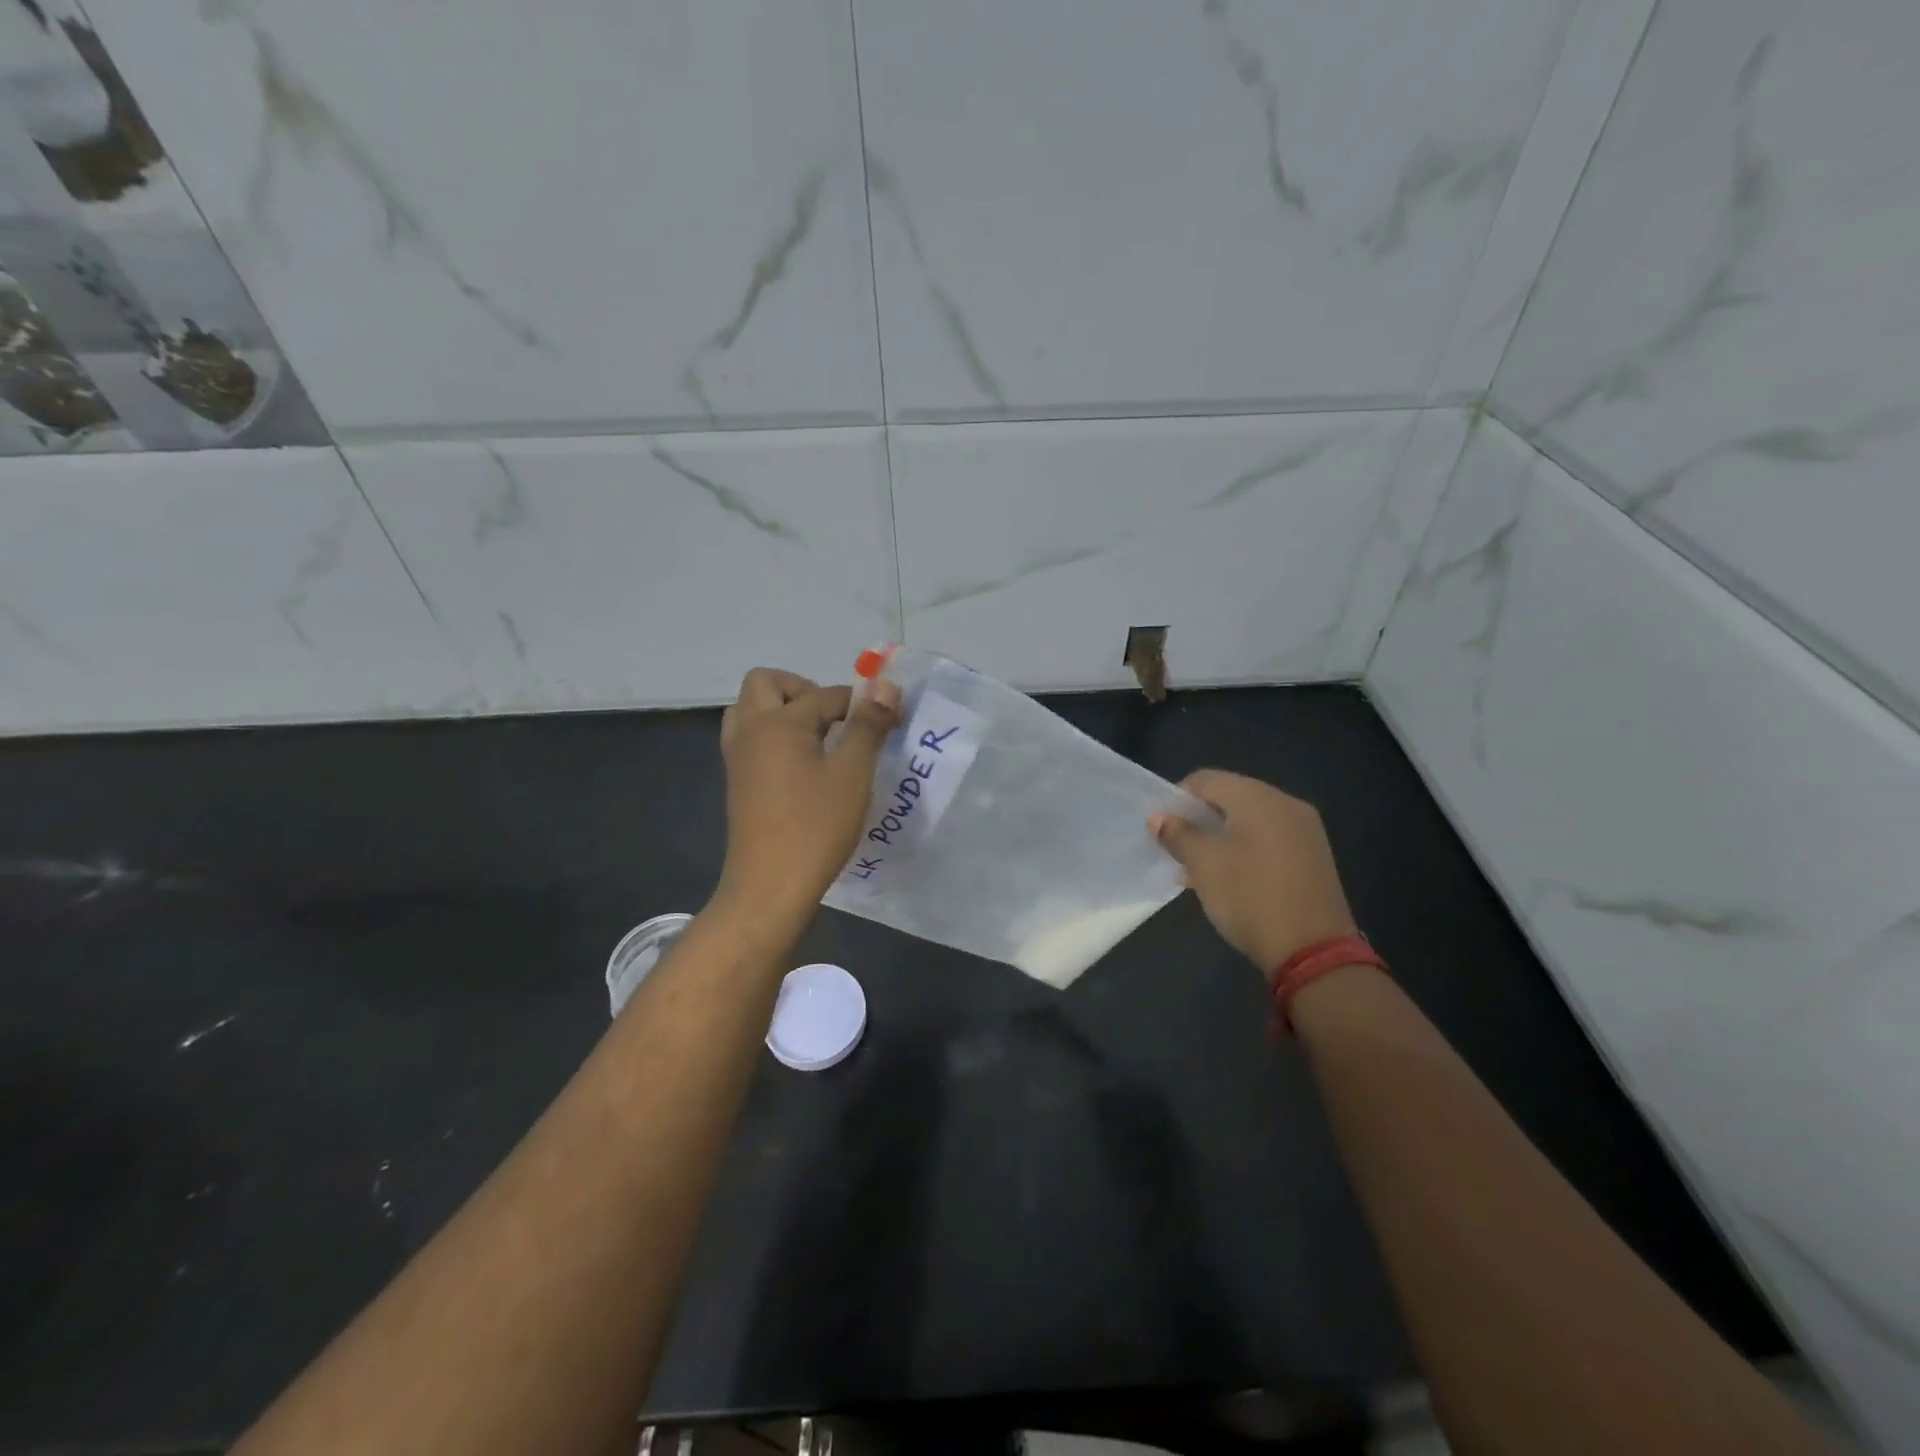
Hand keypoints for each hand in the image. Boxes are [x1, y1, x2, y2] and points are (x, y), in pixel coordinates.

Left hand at [714, 667, 899, 921]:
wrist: (771, 885)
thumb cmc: (816, 826)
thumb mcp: (852, 773)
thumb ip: (868, 725)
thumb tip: (885, 686)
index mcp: (777, 722)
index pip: (824, 694)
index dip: (860, 703)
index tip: (886, 720)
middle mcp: (749, 730)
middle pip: (766, 683)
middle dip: (804, 690)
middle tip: (835, 720)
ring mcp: (737, 757)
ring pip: (752, 710)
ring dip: (783, 711)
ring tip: (818, 740)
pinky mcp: (737, 781)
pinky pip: (750, 738)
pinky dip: (774, 736)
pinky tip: (804, 767)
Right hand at [1150, 769, 1357, 973]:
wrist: (1313, 951)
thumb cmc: (1250, 897)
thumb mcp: (1203, 865)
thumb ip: (1178, 834)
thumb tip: (1159, 818)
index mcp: (1259, 798)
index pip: (1207, 780)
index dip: (1178, 799)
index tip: (1163, 829)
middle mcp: (1286, 804)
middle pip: (1230, 798)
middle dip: (1199, 821)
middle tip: (1178, 851)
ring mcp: (1305, 831)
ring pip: (1249, 821)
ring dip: (1220, 838)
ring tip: (1199, 871)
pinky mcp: (1314, 857)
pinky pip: (1269, 839)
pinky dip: (1245, 850)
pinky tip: (1231, 879)